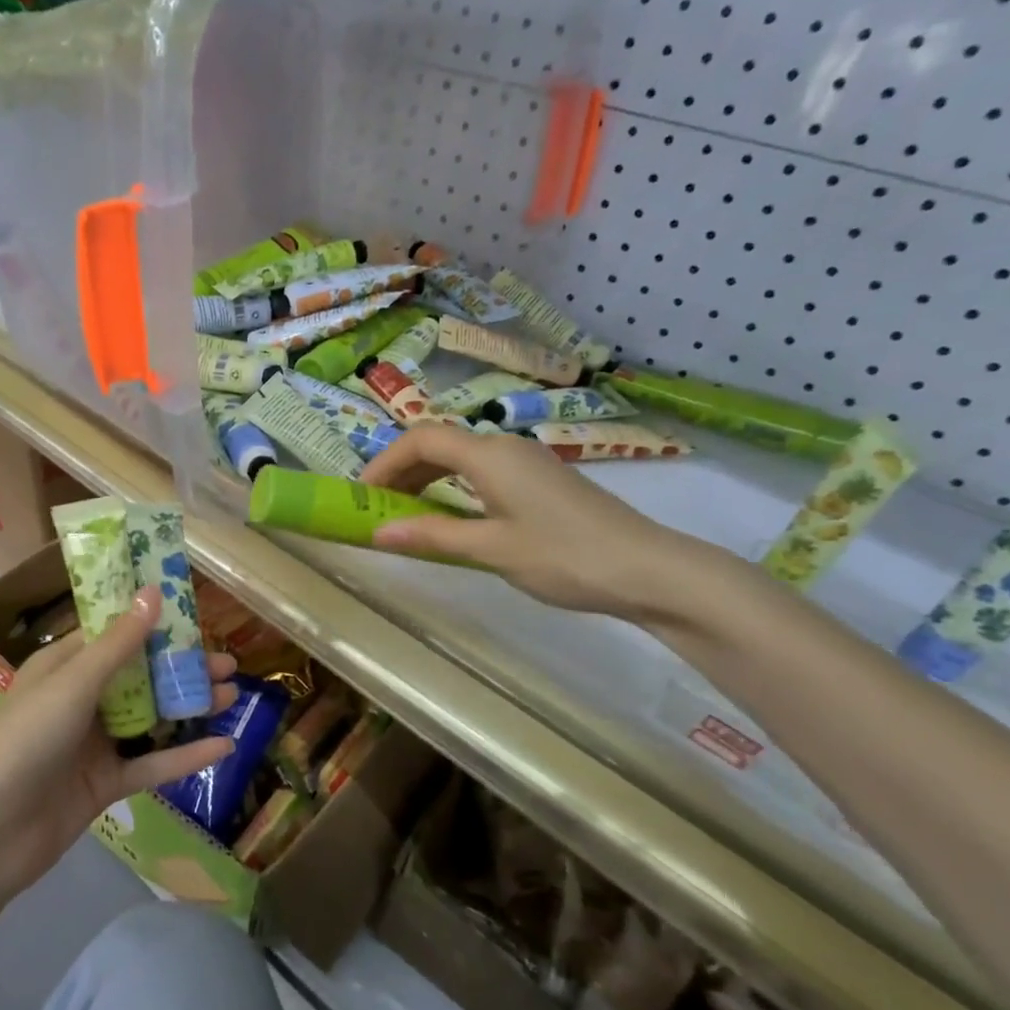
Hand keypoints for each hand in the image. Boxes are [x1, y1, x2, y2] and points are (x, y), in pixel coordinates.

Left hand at [0, 589, 237, 901]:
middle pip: (140, 676)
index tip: (194, 614)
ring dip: (190, 707)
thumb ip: (118, 644)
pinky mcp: (106, 784)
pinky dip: (185, 756)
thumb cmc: (24, 740)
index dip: (153, 623)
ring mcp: (94, 743)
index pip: (114, 634)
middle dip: (181, 668)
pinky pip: (151, 765)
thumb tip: (152, 592)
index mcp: (64, 667)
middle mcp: (81, 700)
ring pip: (151, 718)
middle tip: (228, 663)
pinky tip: (223, 746)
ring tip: (233, 695)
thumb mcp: (73, 684)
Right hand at [359, 426, 696, 619]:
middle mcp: (505, 448)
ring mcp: (527, 463)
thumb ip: (432, 536)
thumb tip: (377, 534)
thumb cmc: (565, 556)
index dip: (384, 462)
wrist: (649, 570)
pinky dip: (452, 488)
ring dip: (425, 480)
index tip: (360, 495)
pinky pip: (481, 473)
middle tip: (375, 508)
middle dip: (401, 471)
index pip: (421, 439)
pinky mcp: (541, 482)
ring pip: (460, 459)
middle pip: (439, 444)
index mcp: (490, 456)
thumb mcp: (492, 549)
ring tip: (403, 515)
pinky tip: (449, 517)